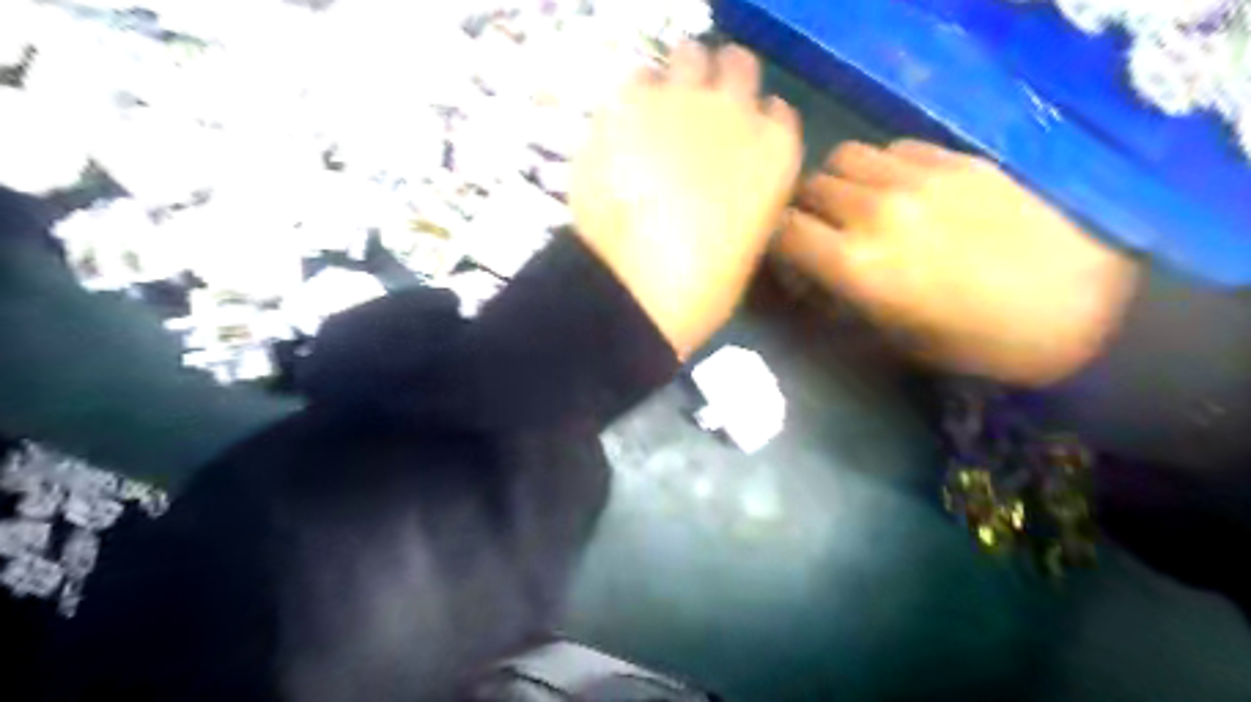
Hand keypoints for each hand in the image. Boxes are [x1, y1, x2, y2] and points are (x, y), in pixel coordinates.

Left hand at [569, 41, 794, 357]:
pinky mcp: (628, 102)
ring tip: (660, 112)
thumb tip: (728, 188)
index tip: (737, 141)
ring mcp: (682, 100)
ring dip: (680, 78)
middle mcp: (737, 112)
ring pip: (690, 55)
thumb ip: (746, 199)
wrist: (640, 287)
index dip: (755, 125)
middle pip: (738, 68)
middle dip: (722, 86)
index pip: (777, 114)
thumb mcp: (746, 246)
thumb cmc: (702, 288)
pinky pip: (636, 77)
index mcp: (776, 154)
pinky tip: (625, 125)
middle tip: (697, 117)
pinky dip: (635, 95)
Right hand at [778, 139, 1141, 385]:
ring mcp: (918, 178)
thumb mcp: (891, 338)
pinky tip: (901, 189)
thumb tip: (811, 281)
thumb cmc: (974, 341)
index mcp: (856, 265)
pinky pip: (893, 148)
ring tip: (858, 204)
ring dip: (839, 182)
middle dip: (805, 211)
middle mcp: (875, 212)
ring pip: (845, 158)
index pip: (783, 231)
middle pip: (808, 188)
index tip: (786, 257)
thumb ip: (839, 301)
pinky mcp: (955, 160)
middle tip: (822, 233)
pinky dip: (881, 166)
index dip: (776, 242)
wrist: (1075, 308)